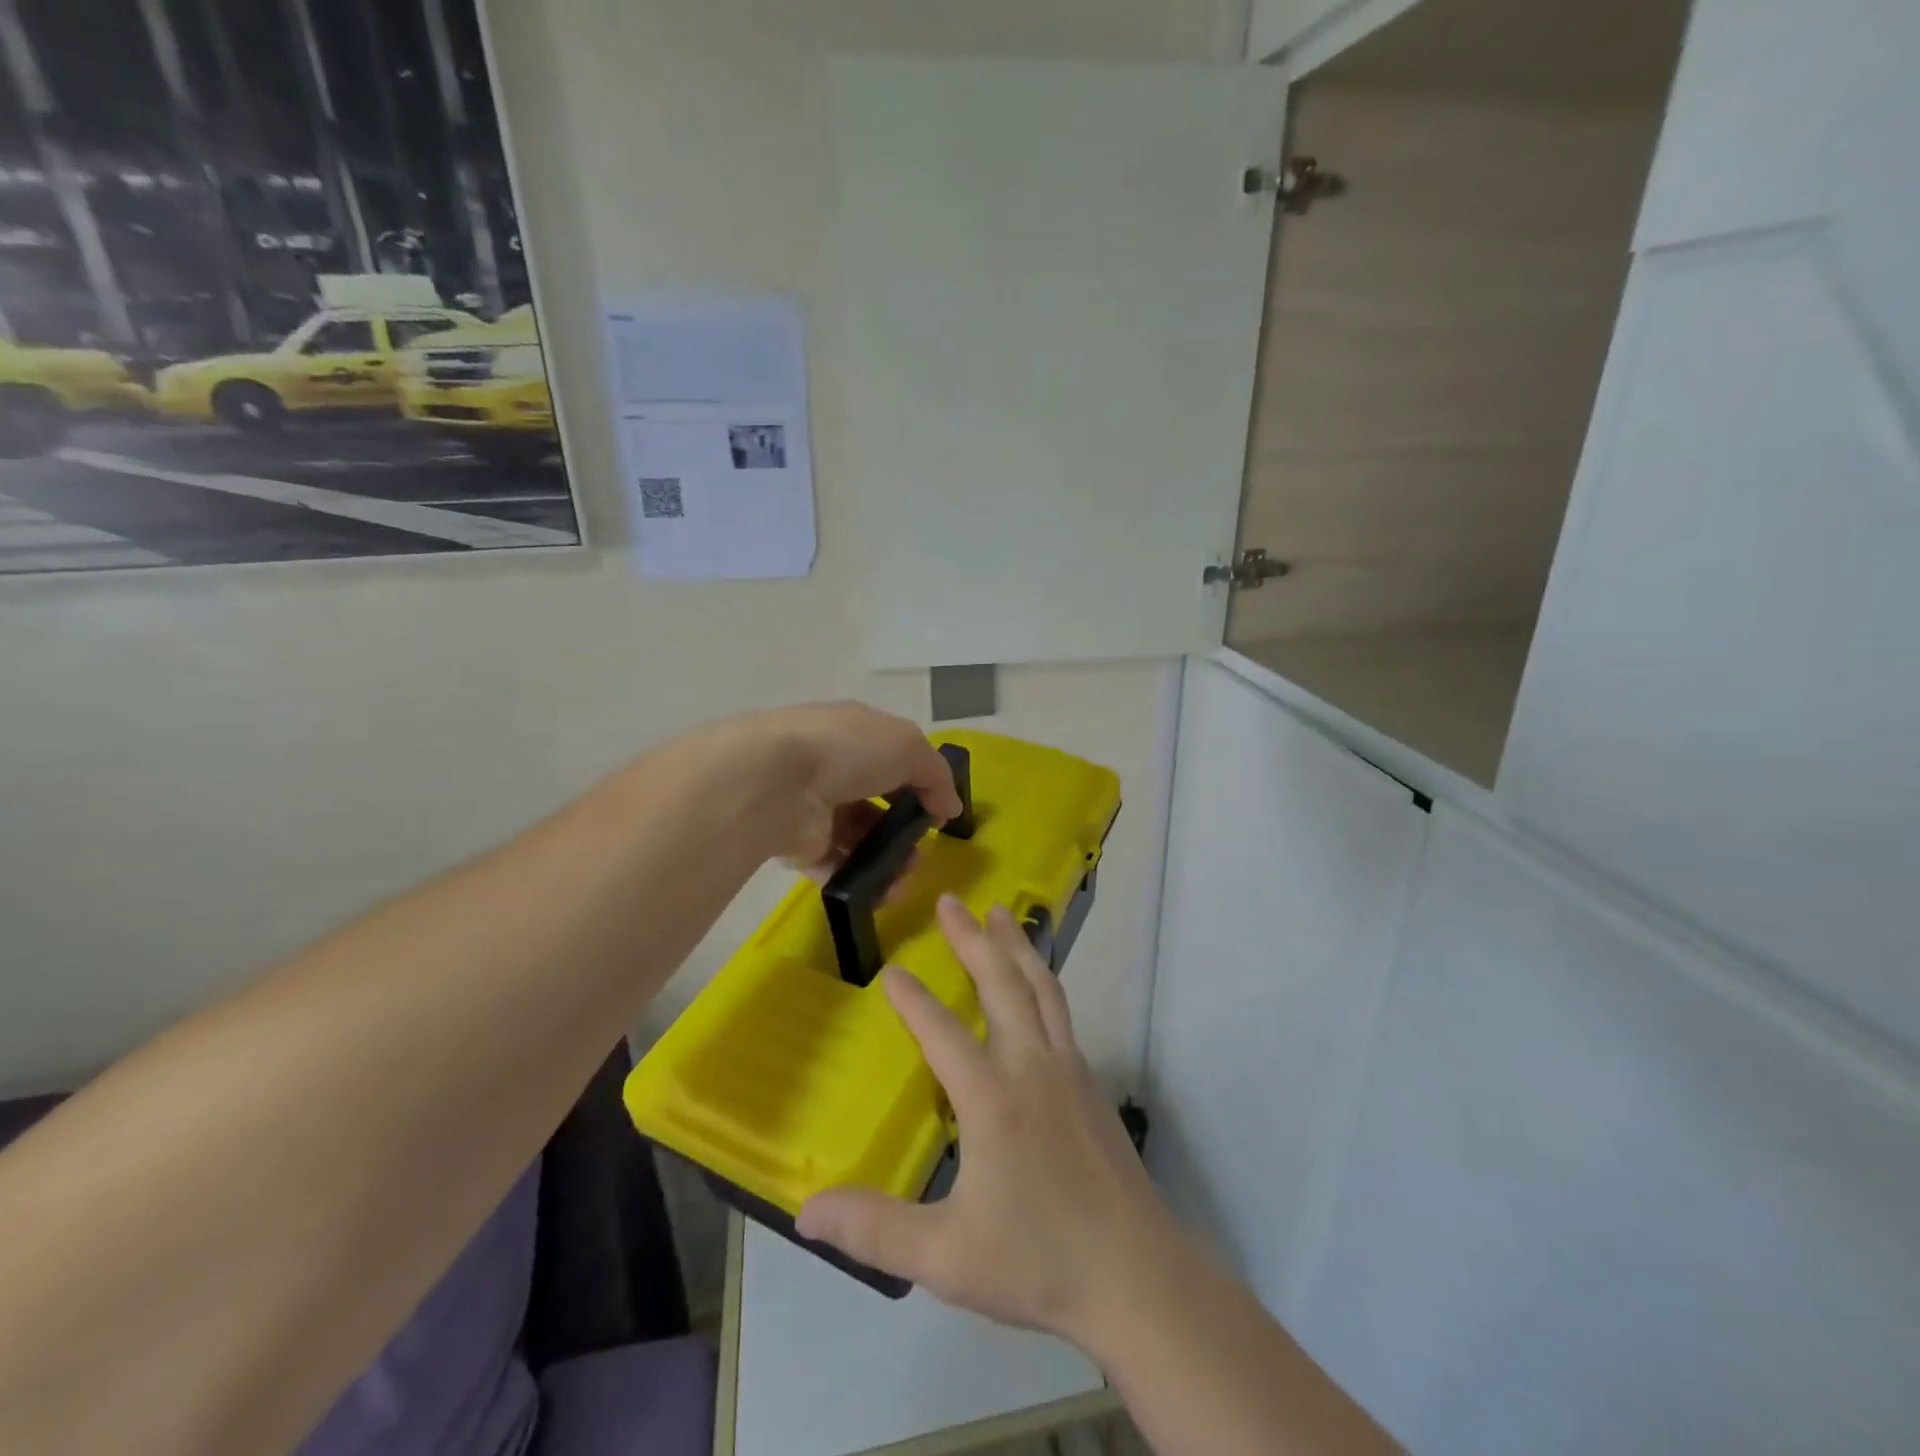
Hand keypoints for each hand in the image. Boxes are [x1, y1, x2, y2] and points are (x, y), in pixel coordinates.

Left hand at [707, 702, 962, 876]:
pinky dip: (859, 880)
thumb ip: (937, 776)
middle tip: (920, 854)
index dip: (919, 783)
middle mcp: (832, 766)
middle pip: (875, 802)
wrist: (775, 782)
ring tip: (904, 880)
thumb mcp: (909, 747)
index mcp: (855, 732)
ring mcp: (812, 806)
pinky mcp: (797, 844)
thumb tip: (949, 808)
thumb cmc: (848, 751)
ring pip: (857, 838)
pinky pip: (834, 865)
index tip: (939, 813)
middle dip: (902, 830)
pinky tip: (880, 892)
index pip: (892, 757)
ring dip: (886, 860)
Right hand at [797, 896, 1184, 1343]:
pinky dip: (1042, 982)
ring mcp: (1070, 1070)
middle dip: (973, 939)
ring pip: (1041, 988)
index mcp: (993, 1099)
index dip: (913, 1001)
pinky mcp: (1092, 1084)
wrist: (1138, 1276)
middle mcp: (1033, 1067)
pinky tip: (1036, 986)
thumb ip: (875, 1229)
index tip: (891, 970)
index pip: (943, 1033)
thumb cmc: (1039, 1261)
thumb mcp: (947, 1255)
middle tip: (951, 901)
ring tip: (1001, 914)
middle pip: (1002, 984)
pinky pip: (1061, 1013)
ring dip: (1016, 946)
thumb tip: (806, 1211)